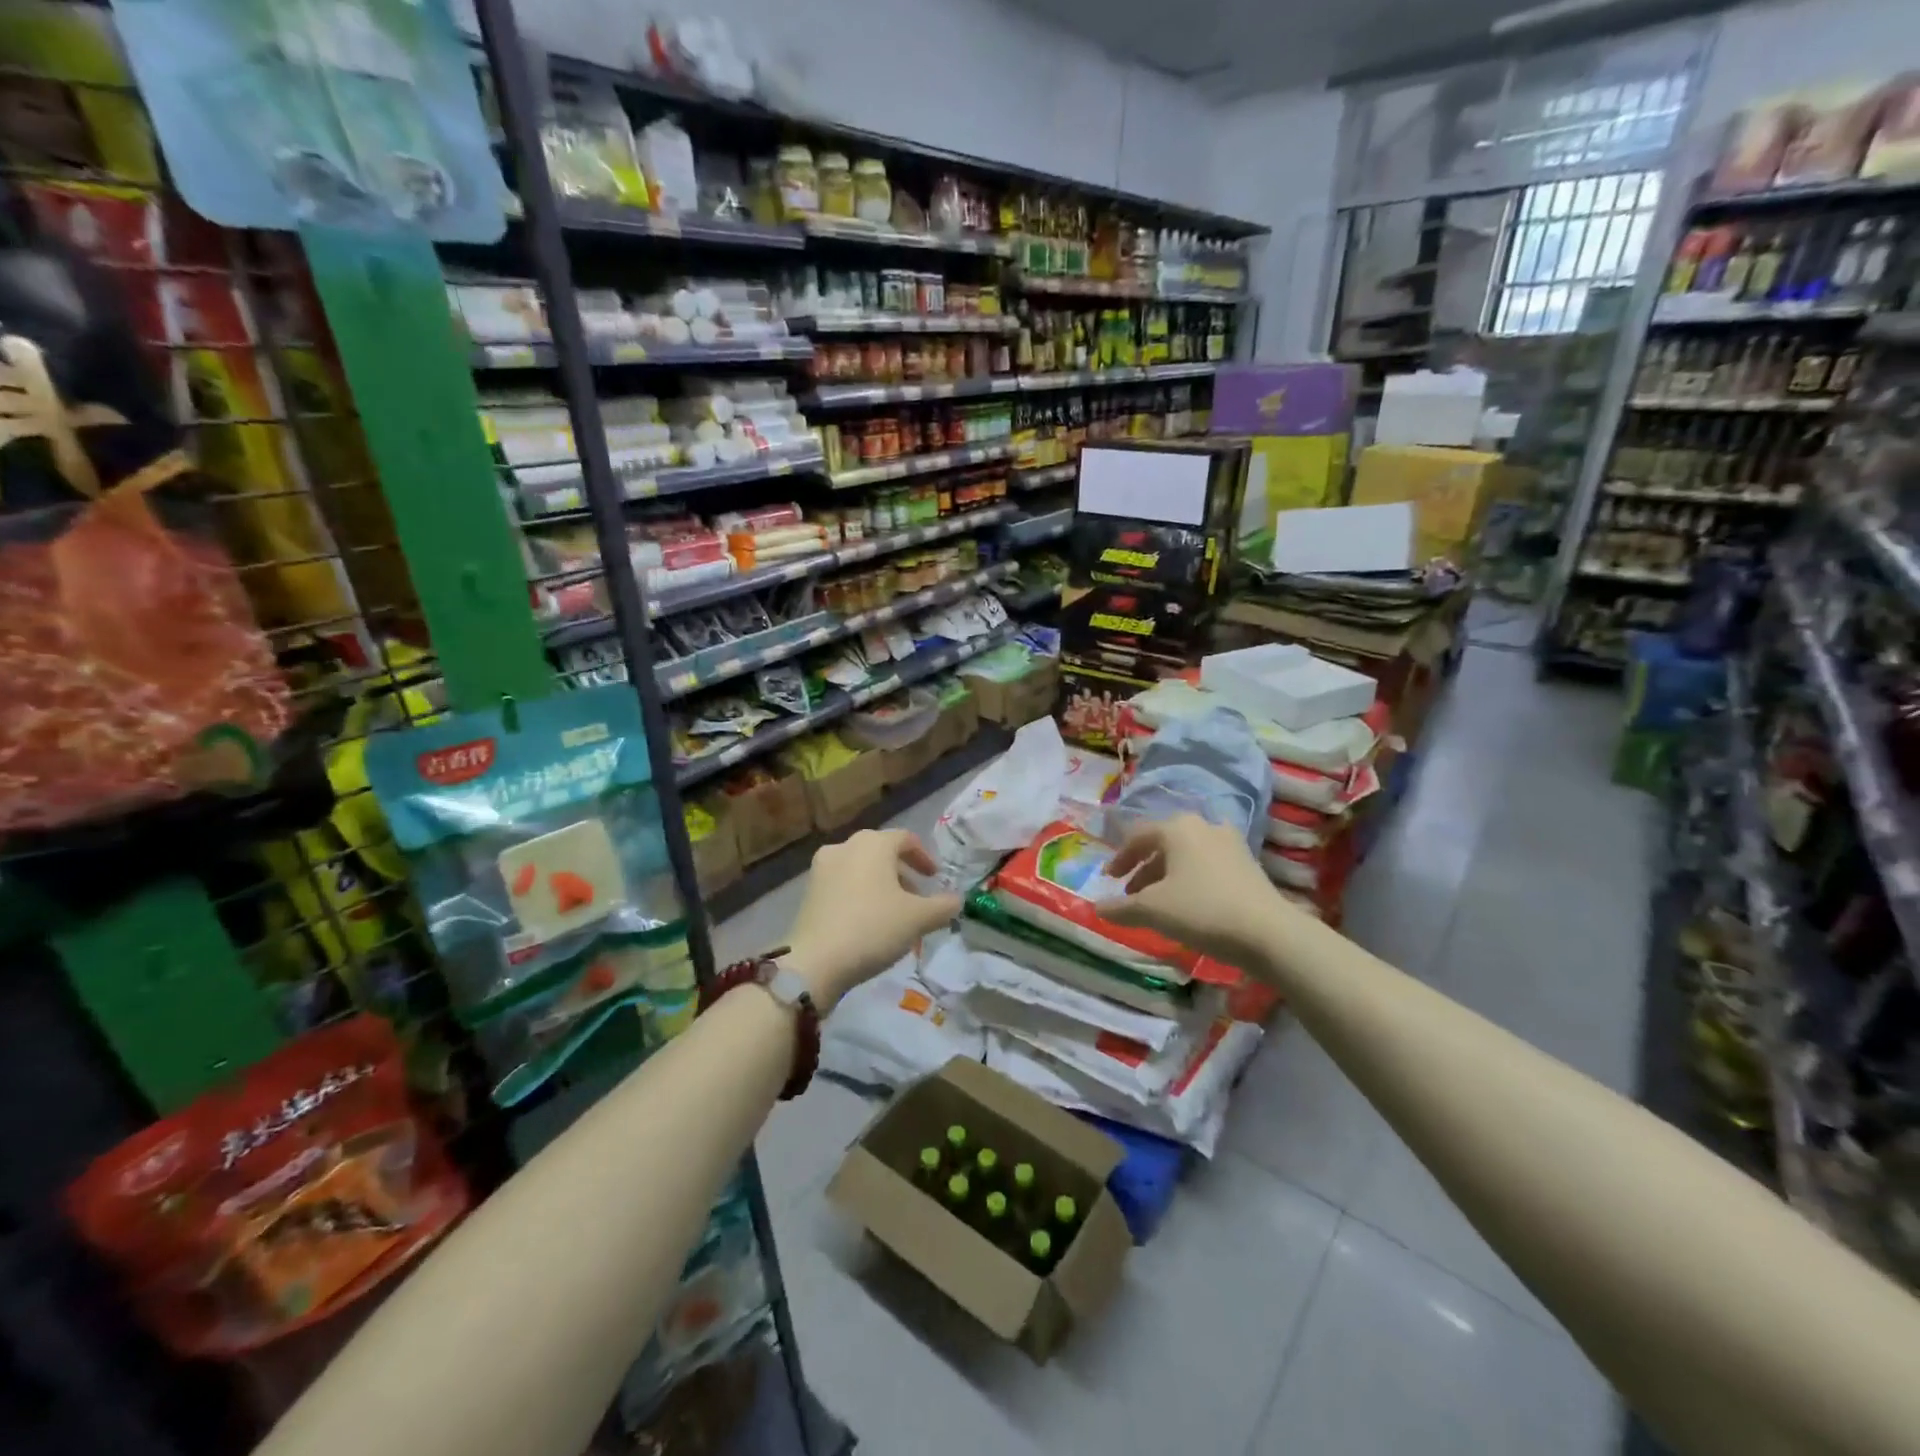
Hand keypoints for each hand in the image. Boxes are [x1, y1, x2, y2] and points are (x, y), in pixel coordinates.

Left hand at [786, 829, 960, 1011]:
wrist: (815, 961)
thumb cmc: (873, 928)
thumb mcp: (918, 919)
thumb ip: (943, 906)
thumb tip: (956, 900)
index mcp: (873, 843)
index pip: (906, 839)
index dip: (924, 857)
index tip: (935, 878)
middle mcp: (846, 846)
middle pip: (882, 853)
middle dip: (903, 874)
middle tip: (918, 899)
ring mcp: (822, 868)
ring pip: (861, 869)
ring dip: (882, 885)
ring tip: (895, 914)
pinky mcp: (809, 891)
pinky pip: (843, 884)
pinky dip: (861, 895)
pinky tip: (869, 922)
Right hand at [1103, 813, 1305, 973]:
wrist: (1268, 932)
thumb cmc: (1202, 910)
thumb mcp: (1152, 910)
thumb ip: (1121, 907)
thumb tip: (1097, 908)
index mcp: (1177, 828)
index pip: (1138, 836)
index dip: (1119, 858)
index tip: (1109, 879)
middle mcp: (1203, 826)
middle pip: (1163, 843)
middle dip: (1143, 868)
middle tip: (1131, 892)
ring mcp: (1230, 843)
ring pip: (1186, 854)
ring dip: (1167, 874)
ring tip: (1158, 901)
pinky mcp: (1248, 863)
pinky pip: (1207, 864)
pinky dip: (1190, 879)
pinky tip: (1189, 903)